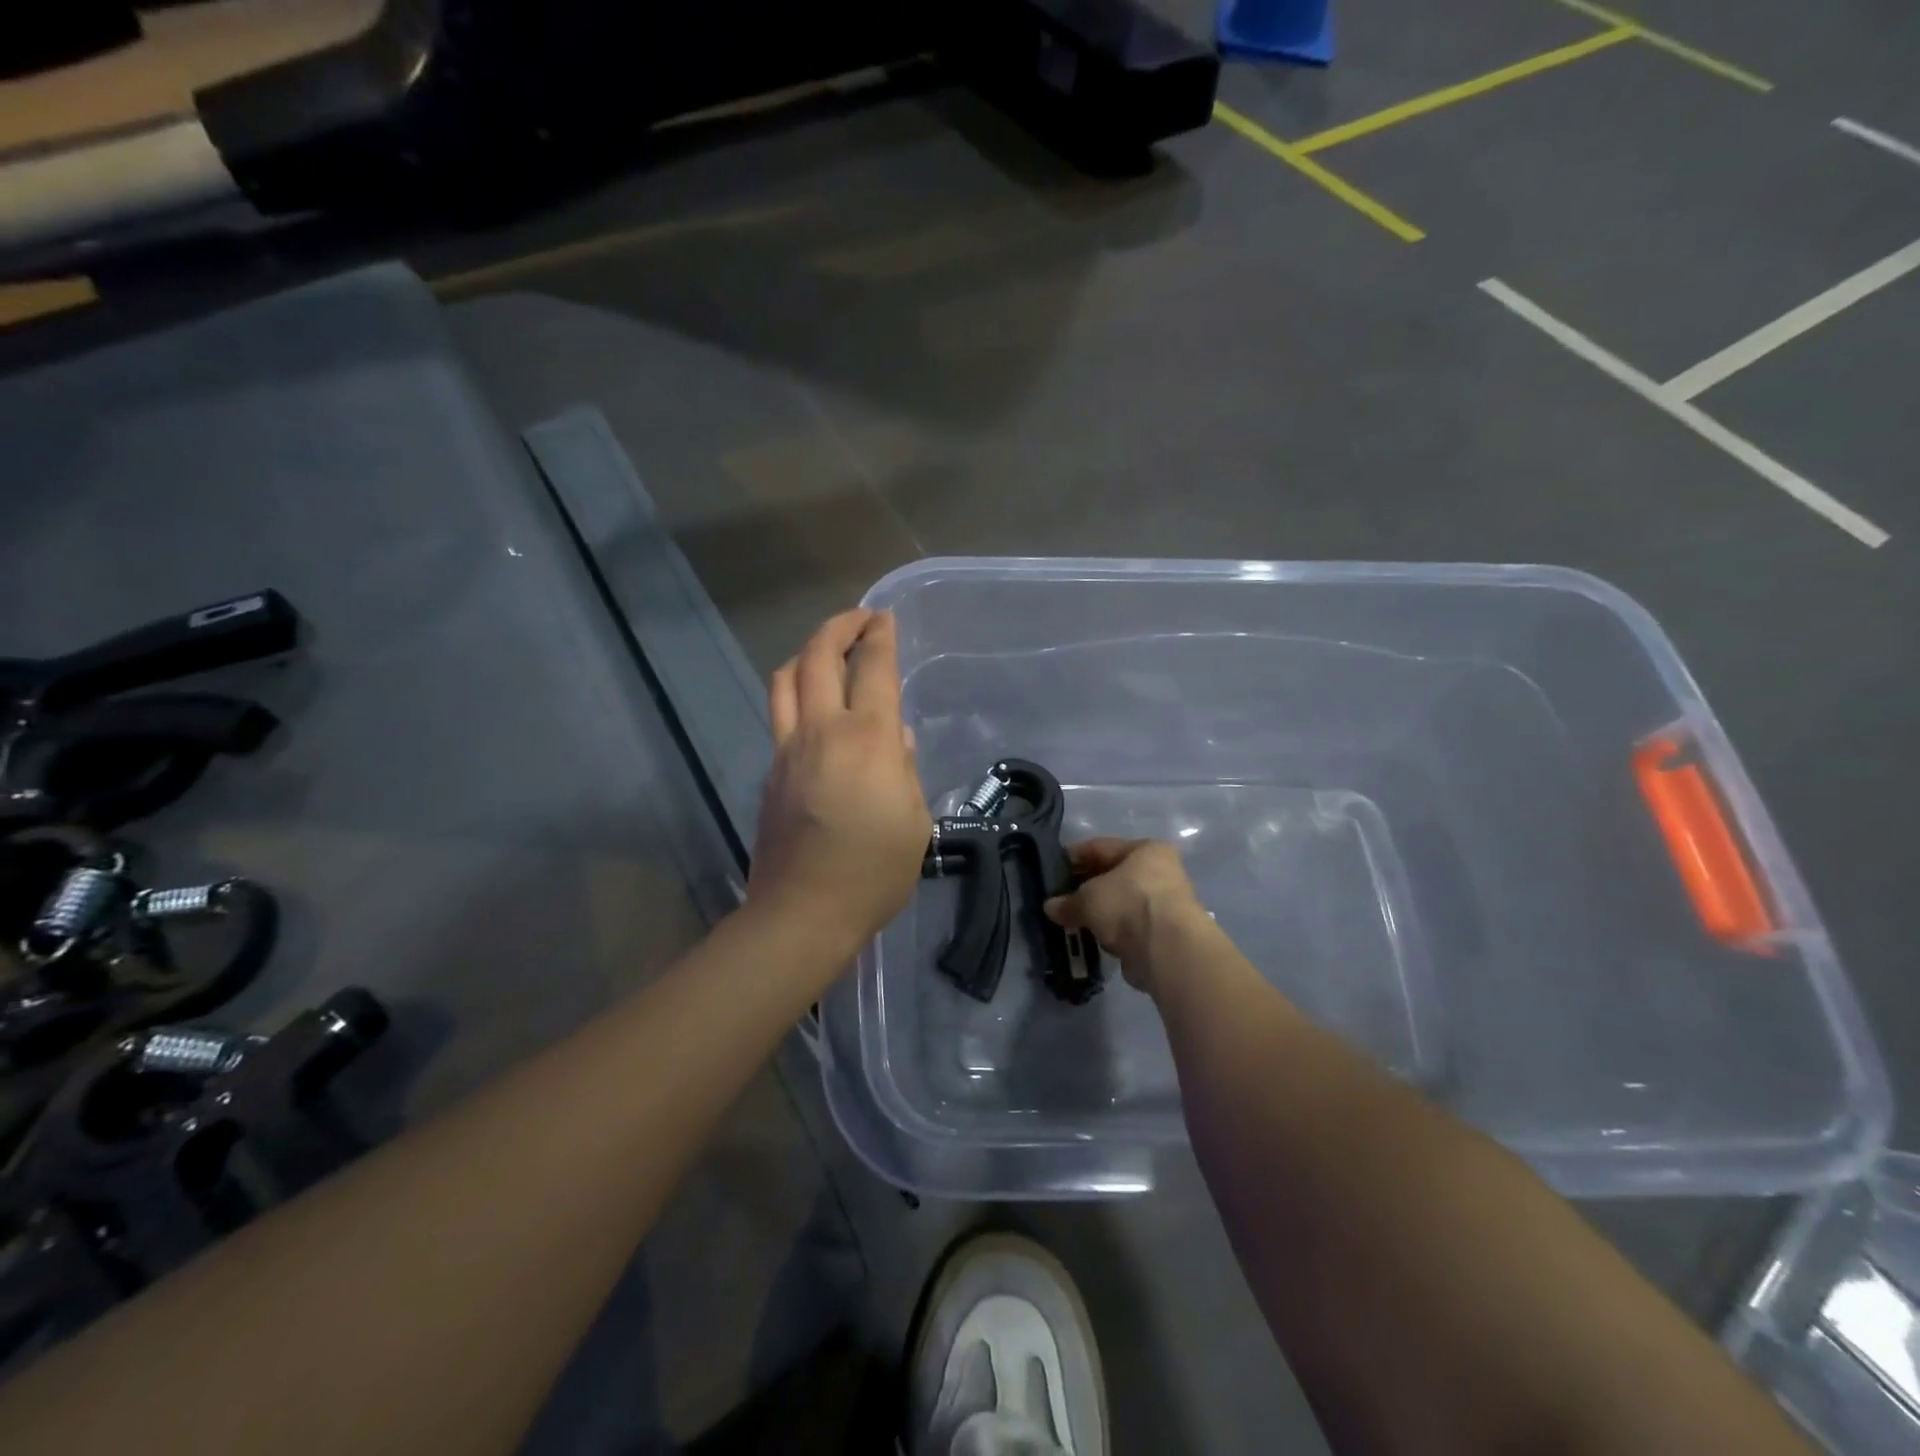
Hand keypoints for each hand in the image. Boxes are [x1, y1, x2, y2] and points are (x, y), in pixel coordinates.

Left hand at [749, 610, 930, 948]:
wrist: (803, 912)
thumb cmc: (874, 871)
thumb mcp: (914, 821)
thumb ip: (906, 770)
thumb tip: (897, 740)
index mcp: (869, 739)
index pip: (874, 668)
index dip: (880, 636)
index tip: (885, 619)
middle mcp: (823, 731)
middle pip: (818, 656)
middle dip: (839, 626)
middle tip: (859, 620)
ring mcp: (788, 749)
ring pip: (785, 679)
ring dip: (807, 653)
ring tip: (827, 653)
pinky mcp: (770, 770)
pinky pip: (779, 714)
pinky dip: (796, 693)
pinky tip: (814, 709)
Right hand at [1043, 838, 1208, 992]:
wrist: (1166, 949)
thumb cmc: (1128, 904)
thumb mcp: (1088, 898)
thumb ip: (1068, 901)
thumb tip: (1050, 907)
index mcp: (1146, 850)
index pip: (1101, 847)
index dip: (1074, 857)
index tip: (1053, 869)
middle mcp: (1160, 872)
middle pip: (1113, 876)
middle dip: (1086, 888)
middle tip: (1060, 898)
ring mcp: (1163, 904)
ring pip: (1120, 903)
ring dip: (1098, 913)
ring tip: (1071, 921)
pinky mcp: (1162, 934)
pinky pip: (1127, 927)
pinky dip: (1111, 932)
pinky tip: (1092, 938)